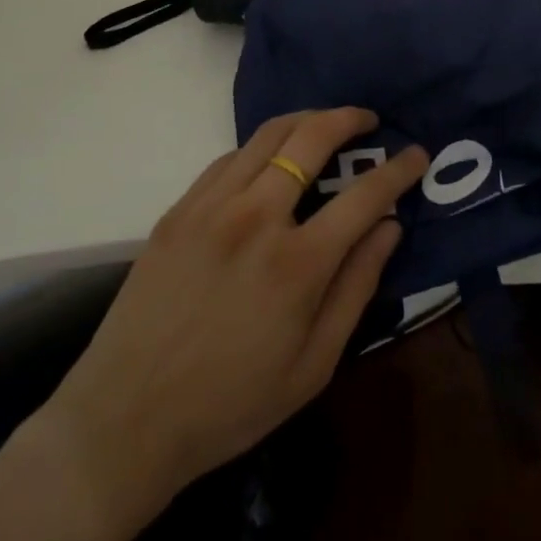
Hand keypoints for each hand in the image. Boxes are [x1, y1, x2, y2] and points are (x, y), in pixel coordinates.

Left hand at [44, 109, 427, 511]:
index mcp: (297, 263)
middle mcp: (256, 217)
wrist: (124, 422)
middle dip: (349, 118)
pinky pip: (229, 158)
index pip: (365, 195)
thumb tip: (389, 227)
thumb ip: (357, 288)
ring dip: (307, 120)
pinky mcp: (179, 210)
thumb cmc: (230, 405)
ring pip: (269, 134)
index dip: (398, 169)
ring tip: (325, 126)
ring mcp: (211, 207)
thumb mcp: (313, 366)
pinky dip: (261, 148)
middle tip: (368, 120)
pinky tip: (269, 163)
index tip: (416, 154)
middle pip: (313, 137)